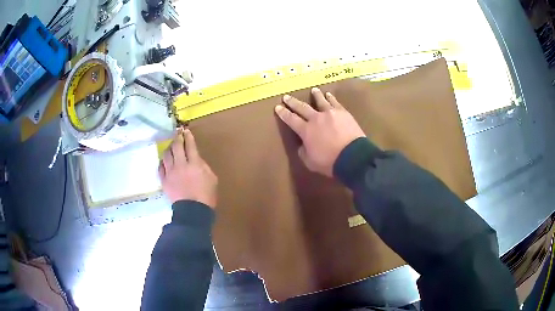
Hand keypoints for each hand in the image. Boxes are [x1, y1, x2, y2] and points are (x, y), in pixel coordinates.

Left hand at [159, 129, 217, 207]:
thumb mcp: (212, 178)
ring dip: (169, 148)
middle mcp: (181, 165)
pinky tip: (165, 161)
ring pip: (166, 154)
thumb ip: (204, 165)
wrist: (193, 212)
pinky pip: (160, 167)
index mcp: (194, 164)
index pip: (190, 145)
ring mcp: (170, 172)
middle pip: (176, 146)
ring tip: (171, 147)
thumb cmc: (206, 196)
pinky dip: (163, 161)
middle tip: (178, 135)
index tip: (186, 131)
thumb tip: (196, 158)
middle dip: (177, 138)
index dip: (188, 136)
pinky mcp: (164, 180)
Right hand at [275, 88, 365, 176]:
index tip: (278, 107)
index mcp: (306, 131)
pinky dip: (330, 98)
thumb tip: (302, 145)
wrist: (352, 156)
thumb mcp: (310, 162)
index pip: (291, 119)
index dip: (283, 113)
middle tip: (286, 97)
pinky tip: (328, 94)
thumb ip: (303, 152)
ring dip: (315, 95)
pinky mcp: (342, 112)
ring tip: (312, 90)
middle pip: (302, 107)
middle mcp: (316, 118)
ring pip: (320, 101)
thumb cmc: (330, 162)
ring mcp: (330, 113)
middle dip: (293, 102)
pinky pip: (335, 102)